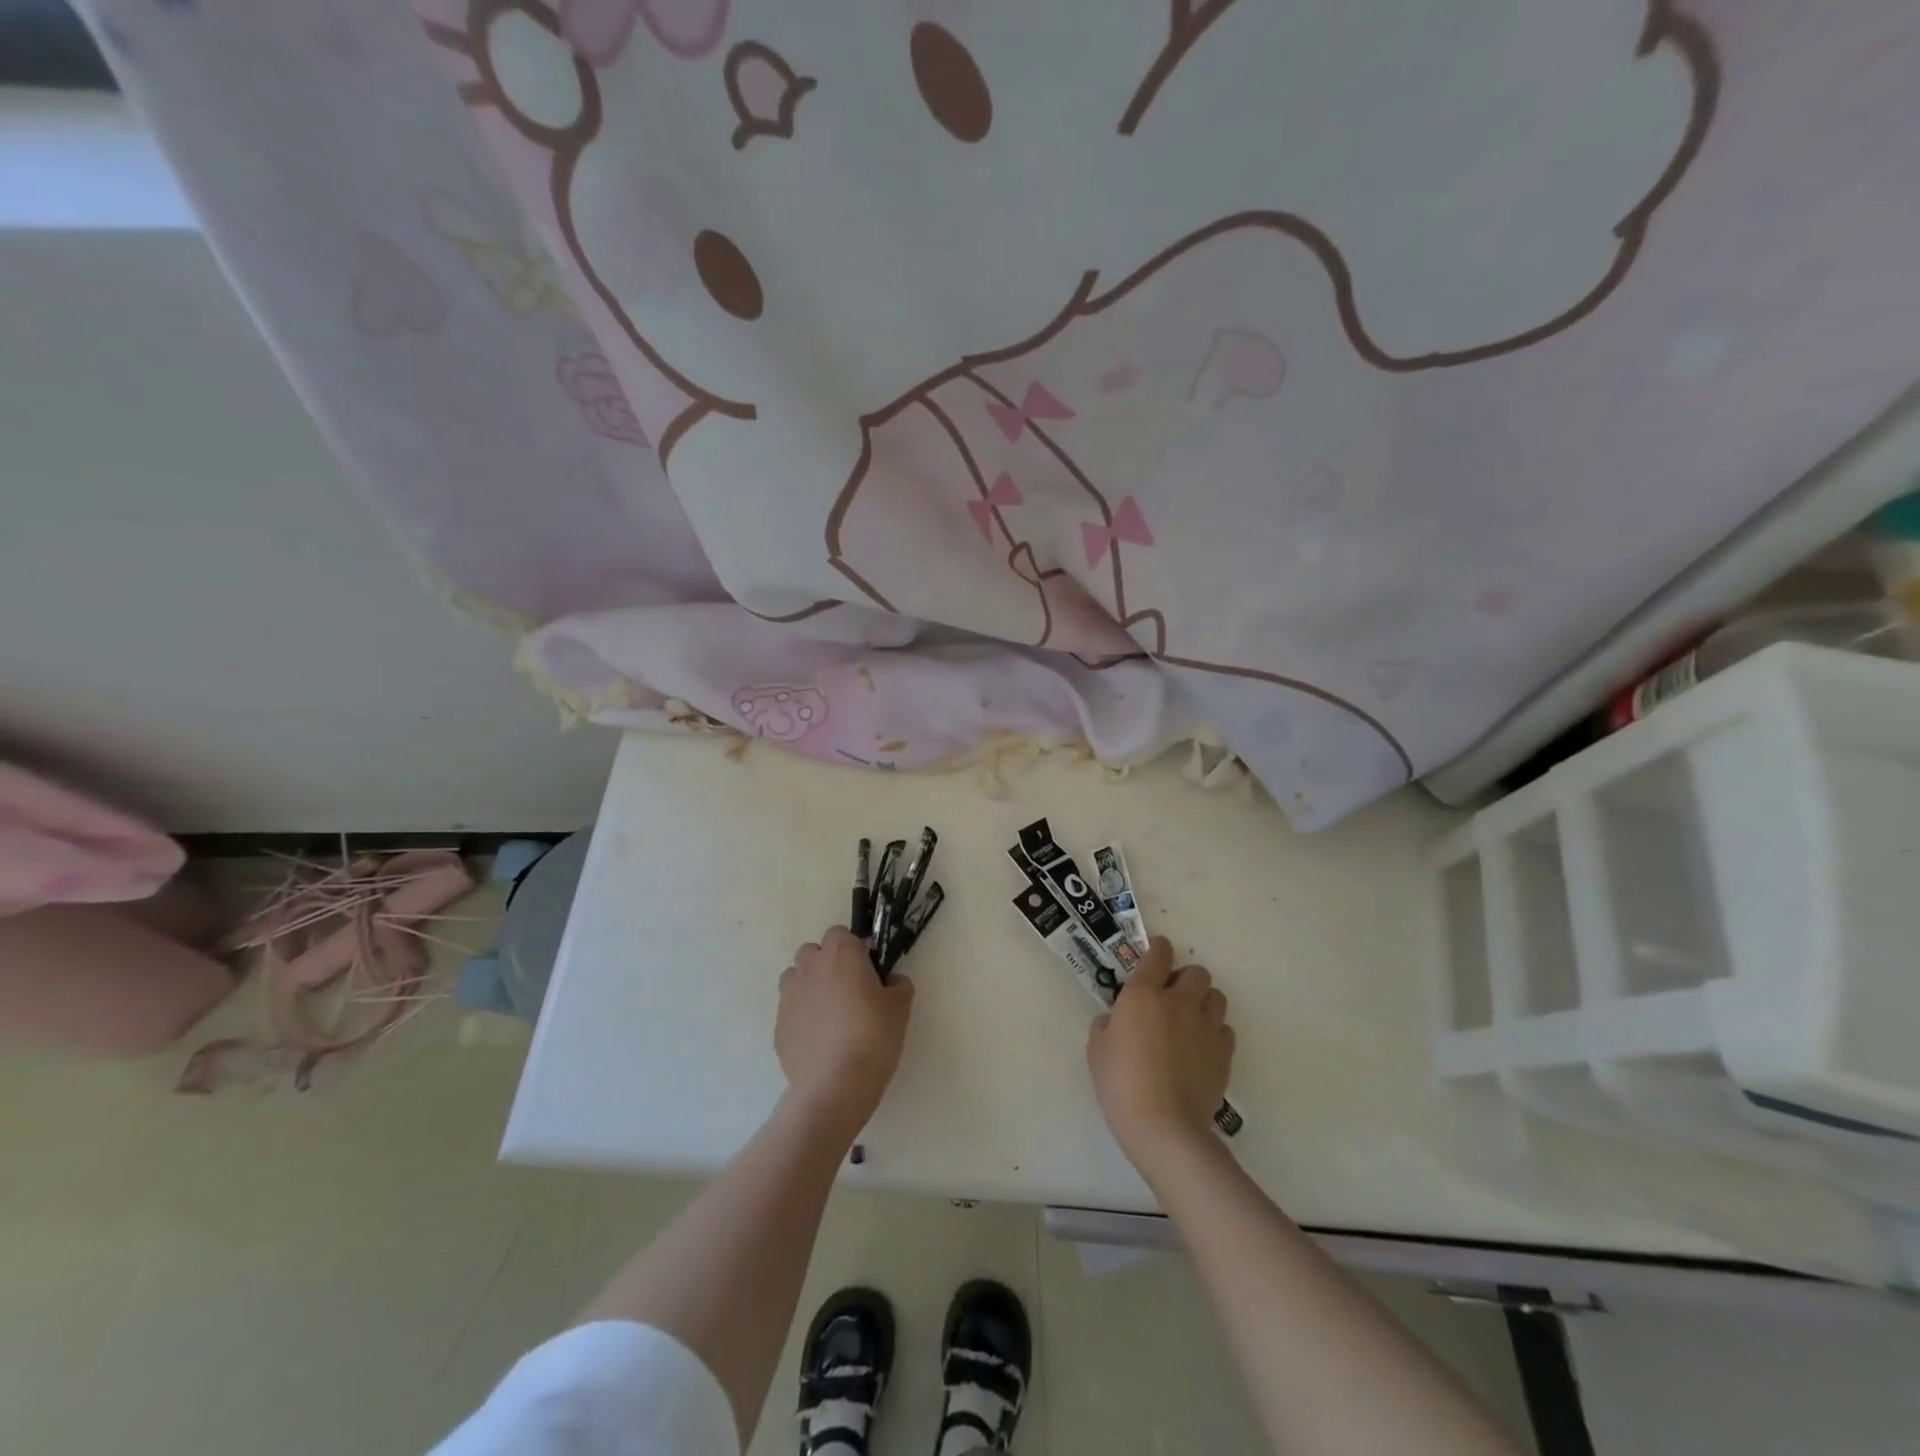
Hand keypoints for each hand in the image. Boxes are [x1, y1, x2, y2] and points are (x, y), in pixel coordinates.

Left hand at [776, 926, 914, 1131]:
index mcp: (841, 954)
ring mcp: (789, 996)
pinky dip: (801, 1017)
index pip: (840, 933)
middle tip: (848, 991)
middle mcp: (810, 967)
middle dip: (827, 964)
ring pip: (795, 978)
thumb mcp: (901, 1007)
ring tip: (829, 1015)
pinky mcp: (778, 1025)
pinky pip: (790, 1010)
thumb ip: (898, 984)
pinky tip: (818, 1041)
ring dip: (809, 986)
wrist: (836, 1084)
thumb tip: (890, 982)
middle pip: (813, 952)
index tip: (866, 970)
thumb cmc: (873, 1036)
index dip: (853, 949)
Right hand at [1087, 937, 1234, 1168]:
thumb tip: (1116, 1020)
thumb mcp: (1097, 1049)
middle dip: (1186, 978)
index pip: (1158, 954)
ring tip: (1191, 1020)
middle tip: (1172, 996)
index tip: (1157, 952)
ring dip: (1204, 1001)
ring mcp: (1206, 1027)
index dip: (1159, 948)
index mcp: (1143, 994)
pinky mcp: (1223, 1053)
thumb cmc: (1121, 1084)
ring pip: (1217, 996)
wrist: (1164, 1127)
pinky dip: (1215, 1032)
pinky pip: (1225, 1029)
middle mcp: (1179, 1002)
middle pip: (1197, 972)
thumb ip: (1107, 1024)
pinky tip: (1201, 1048)